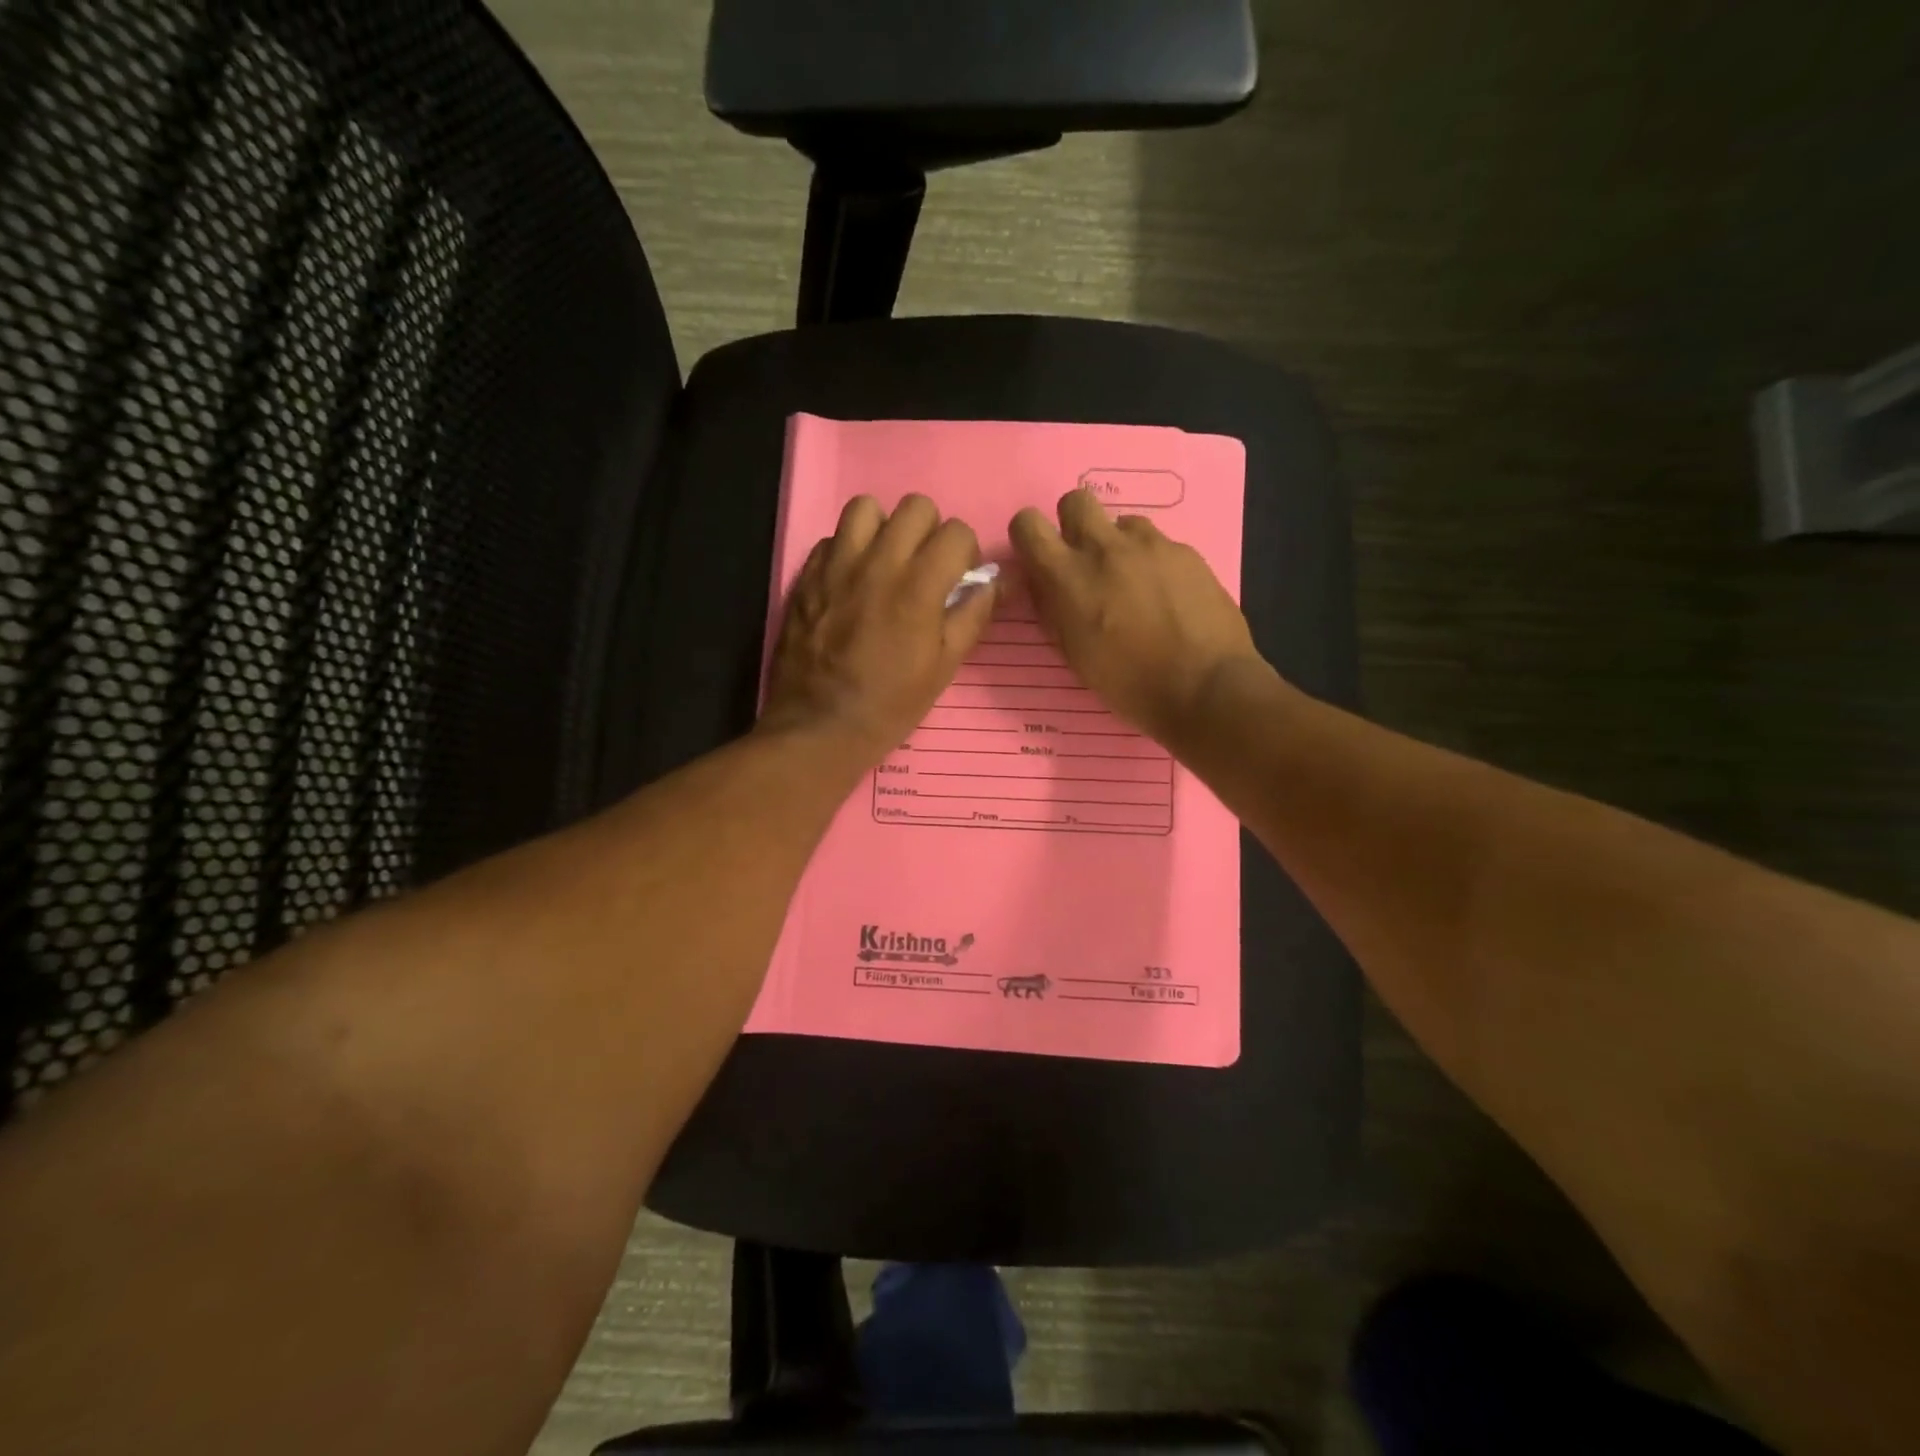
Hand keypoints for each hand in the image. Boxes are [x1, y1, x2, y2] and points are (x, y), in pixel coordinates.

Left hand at [762, 494, 996, 764]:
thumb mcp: (944, 668)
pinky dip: (849, 549)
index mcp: (918, 586)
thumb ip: (973, 616)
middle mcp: (877, 562)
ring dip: (884, 528)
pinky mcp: (807, 575)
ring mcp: (836, 565)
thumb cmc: (890, 705)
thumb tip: (995, 582)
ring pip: (866, 508)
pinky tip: (852, 581)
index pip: (956, 531)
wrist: (819, 726)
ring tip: (885, 562)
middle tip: (925, 567)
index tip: (958, 578)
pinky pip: (833, 538)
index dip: (965, 552)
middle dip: (930, 532)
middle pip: (915, 507)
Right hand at [1009, 489, 1264, 744]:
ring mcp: (1151, 545)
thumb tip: (1047, 587)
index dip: (1030, 537)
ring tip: (1134, 584)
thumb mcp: (1074, 654)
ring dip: (1119, 545)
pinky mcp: (1186, 552)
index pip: (1028, 524)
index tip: (1041, 559)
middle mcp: (1105, 548)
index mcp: (1068, 576)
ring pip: (1122, 522)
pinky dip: (1154, 563)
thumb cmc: (1129, 684)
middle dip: (1074, 524)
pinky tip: (1168, 597)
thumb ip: (1054, 610)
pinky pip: (1159, 544)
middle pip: (1076, 500)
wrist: (1204, 687)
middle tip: (1086, 562)